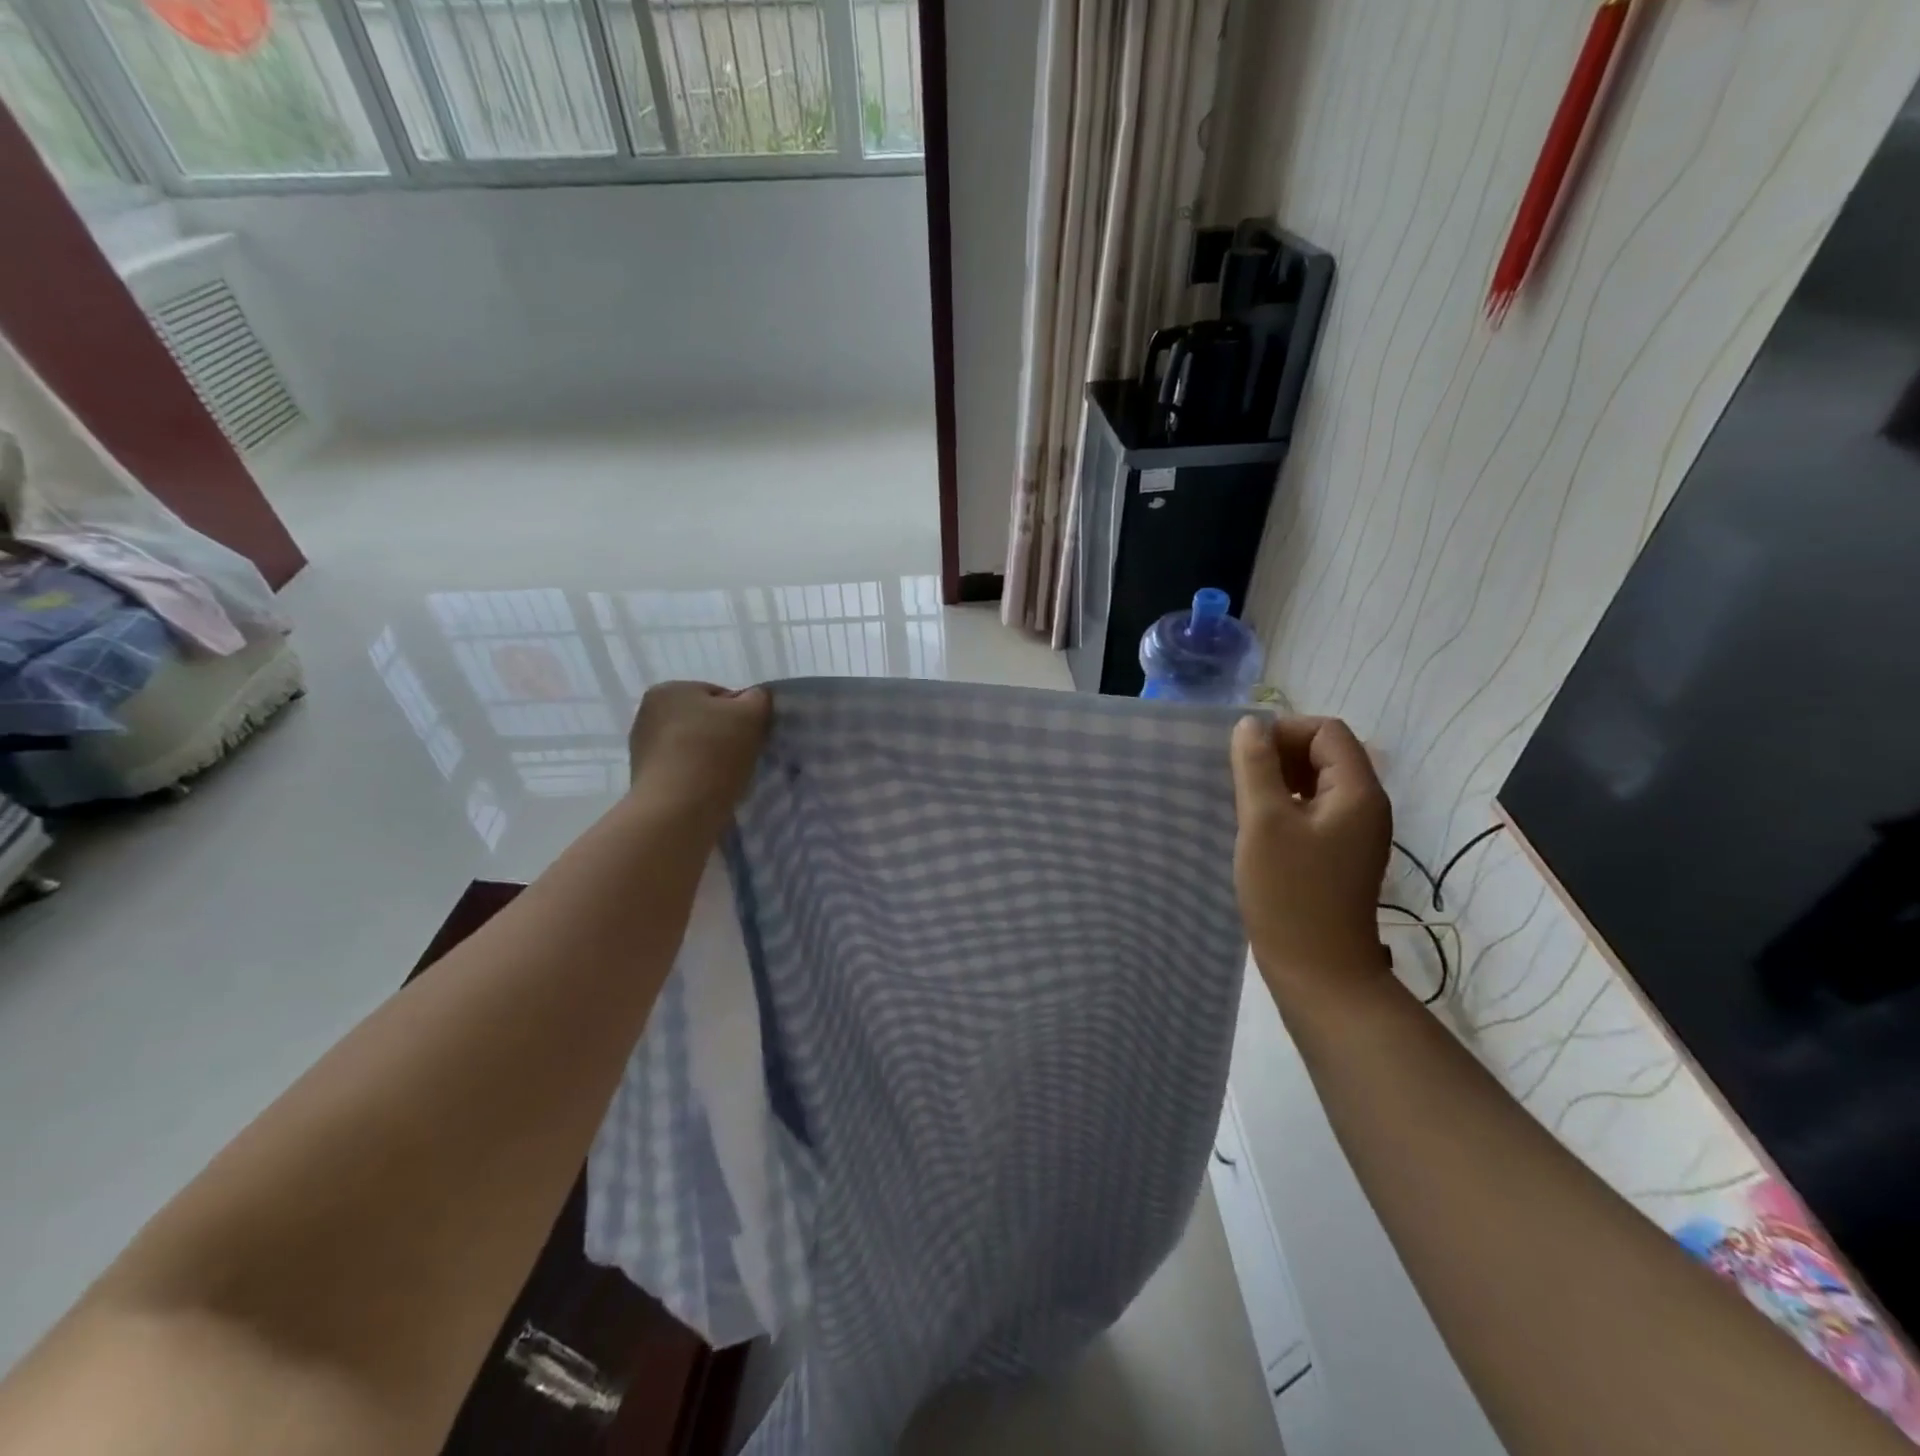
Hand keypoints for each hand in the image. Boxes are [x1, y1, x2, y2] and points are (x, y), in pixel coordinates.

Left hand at [628, 681, 770, 809]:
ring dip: (709, 757)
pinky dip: (696, 776)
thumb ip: (759, 698)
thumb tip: (755, 699)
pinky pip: (681, 769)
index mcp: (670, 689)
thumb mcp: (751, 714)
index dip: (743, 716)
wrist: (677, 809)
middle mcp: (648, 712)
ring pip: (692, 746)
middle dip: (724, 735)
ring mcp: (642, 746)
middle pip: (704, 720)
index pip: (720, 696)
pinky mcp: (643, 777)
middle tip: (742, 758)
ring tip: (725, 778)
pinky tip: (707, 790)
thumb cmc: (714, 753)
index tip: (752, 738)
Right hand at [1231, 715, 1392, 986]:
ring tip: (1242, 802)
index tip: (1244, 756)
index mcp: (1357, 792)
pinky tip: (1256, 828)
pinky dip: (1284, 807)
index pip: (1327, 732)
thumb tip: (1250, 725)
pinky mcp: (1338, 856)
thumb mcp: (1263, 822)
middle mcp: (1364, 807)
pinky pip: (1312, 812)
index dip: (1284, 732)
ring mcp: (1353, 834)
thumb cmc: (1289, 893)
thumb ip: (1256, 767)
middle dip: (1279, 756)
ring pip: (1316, 784)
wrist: (1318, 972)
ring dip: (1278, 782)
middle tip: (1239, 779)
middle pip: (1325, 754)